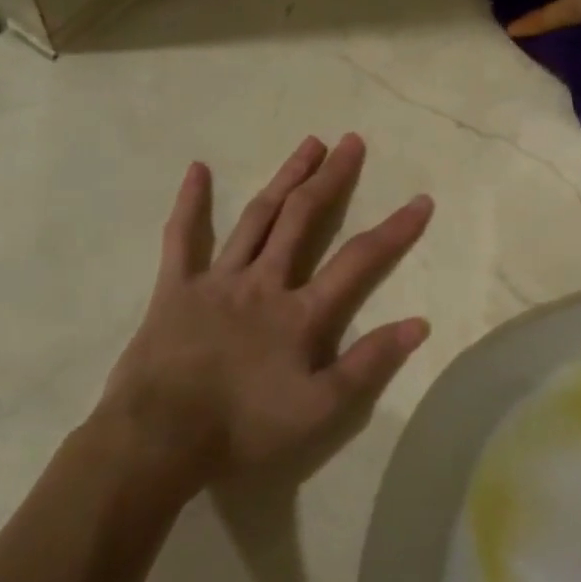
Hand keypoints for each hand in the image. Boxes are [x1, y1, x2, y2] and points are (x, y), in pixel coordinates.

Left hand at [101, 134, 432, 488]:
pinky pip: (182, 238)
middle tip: (351, 142)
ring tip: (309, 144)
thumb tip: (419, 324)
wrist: (159, 439)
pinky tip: (197, 169)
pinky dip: (190, 203)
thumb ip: (369, 363)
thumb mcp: (319, 409)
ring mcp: (217, 279)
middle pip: (303, 218)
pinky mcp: (176, 287)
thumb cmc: (243, 427)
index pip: (358, 260)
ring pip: (257, 217)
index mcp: (300, 311)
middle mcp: (264, 281)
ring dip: (285, 178)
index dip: (394, 230)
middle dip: (331, 178)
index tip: (421, 200)